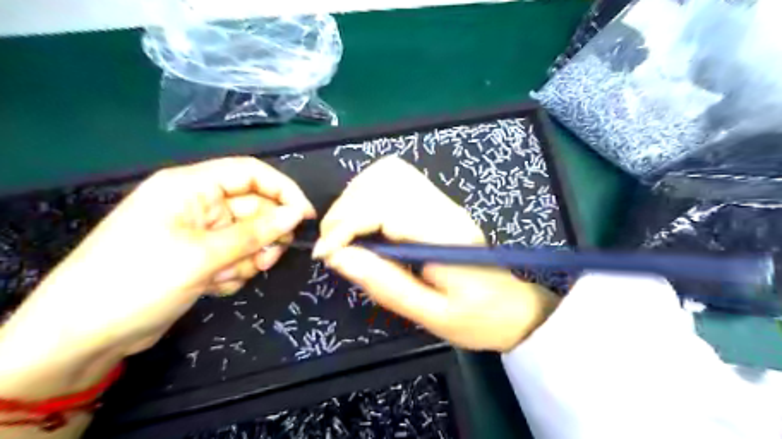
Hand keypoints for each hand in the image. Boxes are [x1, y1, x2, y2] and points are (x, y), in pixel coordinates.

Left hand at [1, 156, 314, 396]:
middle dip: (265, 234)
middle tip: (267, 259)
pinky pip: (237, 256)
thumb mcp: (204, 254)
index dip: (283, 191)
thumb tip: (297, 214)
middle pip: (254, 207)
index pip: (251, 173)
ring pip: (249, 235)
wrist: (84, 336)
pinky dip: (235, 271)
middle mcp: (198, 203)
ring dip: (250, 257)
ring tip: (229, 276)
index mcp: (191, 186)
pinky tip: (214, 285)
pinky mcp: (201, 256)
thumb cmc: (138, 280)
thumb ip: (256, 232)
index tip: (305, 217)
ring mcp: (200, 231)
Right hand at [314, 158, 559, 352]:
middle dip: (345, 210)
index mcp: (444, 235)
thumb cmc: (476, 317)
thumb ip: (386, 285)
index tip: (326, 254)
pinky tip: (364, 221)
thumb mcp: (432, 315)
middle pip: (383, 180)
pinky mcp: (435, 203)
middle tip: (333, 246)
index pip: (385, 207)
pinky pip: (396, 180)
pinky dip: (368, 193)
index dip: (346, 225)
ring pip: (387, 172)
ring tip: (345, 233)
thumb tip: (338, 258)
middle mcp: (442, 207)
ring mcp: (440, 201)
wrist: (512, 307)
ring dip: (354, 197)